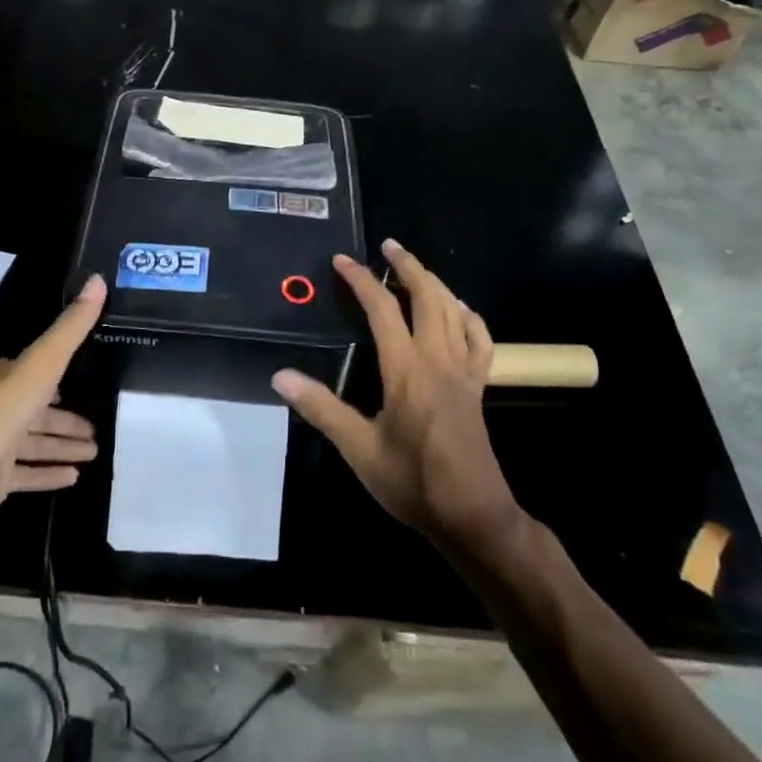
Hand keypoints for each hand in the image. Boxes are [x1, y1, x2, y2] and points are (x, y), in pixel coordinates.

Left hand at [0, 275, 104, 538]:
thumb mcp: (40, 365)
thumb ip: (70, 329)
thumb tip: (97, 280)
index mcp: (0, 378)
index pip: (34, 373)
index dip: (58, 377)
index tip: (84, 382)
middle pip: (38, 412)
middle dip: (67, 419)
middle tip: (98, 430)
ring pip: (35, 444)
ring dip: (63, 446)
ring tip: (94, 452)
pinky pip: (26, 475)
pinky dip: (48, 474)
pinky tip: (74, 478)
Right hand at [272, 240, 521, 552]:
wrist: (473, 516)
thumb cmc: (412, 482)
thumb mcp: (359, 449)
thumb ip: (321, 408)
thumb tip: (281, 376)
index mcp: (407, 370)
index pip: (383, 310)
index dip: (362, 280)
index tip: (342, 260)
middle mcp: (438, 360)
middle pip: (427, 297)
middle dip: (407, 266)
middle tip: (388, 245)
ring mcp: (463, 372)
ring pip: (453, 311)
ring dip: (434, 283)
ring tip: (415, 268)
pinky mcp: (478, 388)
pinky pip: (480, 341)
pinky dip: (469, 317)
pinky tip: (459, 311)